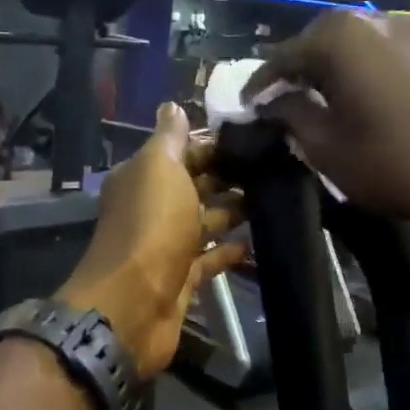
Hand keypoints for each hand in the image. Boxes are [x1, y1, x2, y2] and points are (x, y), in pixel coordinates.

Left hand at [60, 103, 247, 378]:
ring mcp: (166, 246)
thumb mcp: (159, 168)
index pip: (180, 152)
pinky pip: (209, 258)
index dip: (212, 144)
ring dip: (233, 211)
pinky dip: (229, 251)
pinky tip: (258, 243)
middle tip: (275, 167)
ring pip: (203, 222)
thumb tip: (172, 106)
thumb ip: (169, 139)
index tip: (254, 137)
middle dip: (228, 176)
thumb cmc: (150, 226)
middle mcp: (151, 208)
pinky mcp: (182, 278)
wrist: (134, 303)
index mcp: (142, 178)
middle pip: (194, 186)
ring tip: (274, 200)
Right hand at [244, 9, 409, 234]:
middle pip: (319, 36)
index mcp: (342, 39)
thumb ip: (292, 113)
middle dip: (295, 65)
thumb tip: (274, 100)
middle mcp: (374, 20)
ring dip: (325, 63)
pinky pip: (376, 47)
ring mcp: (407, 30)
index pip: (286, 54)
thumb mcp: (324, 145)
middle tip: (277, 96)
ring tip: (309, 94)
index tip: (246, 103)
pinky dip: (354, 64)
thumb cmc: (387, 164)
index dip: (262, 81)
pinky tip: (346, 92)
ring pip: (349, 39)